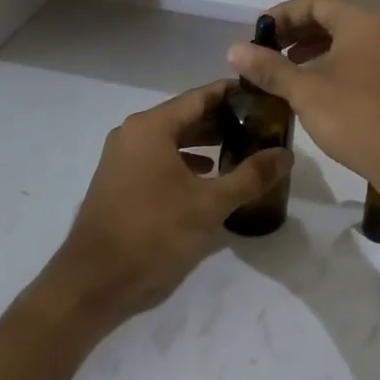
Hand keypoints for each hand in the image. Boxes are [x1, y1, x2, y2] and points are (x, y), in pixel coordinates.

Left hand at [39, 81, 292, 330]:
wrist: (92, 284)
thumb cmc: (153, 234)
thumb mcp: (209, 205)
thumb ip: (250, 176)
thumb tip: (286, 154)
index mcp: (152, 127)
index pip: (201, 96)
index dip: (234, 95)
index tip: (264, 96)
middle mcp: (133, 133)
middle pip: (186, 116)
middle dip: (223, 121)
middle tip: (260, 126)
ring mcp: (122, 158)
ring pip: (172, 139)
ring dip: (205, 142)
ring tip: (242, 149)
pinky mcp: (119, 182)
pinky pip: (158, 158)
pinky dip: (185, 161)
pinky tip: (208, 177)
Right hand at [226, 0, 379, 205]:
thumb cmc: (356, 117)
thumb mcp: (306, 91)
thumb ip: (270, 68)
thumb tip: (234, 49)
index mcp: (358, 23)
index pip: (314, 3)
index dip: (282, 14)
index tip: (256, 34)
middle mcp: (375, 33)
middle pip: (328, 19)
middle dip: (293, 33)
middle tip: (263, 53)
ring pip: (340, 43)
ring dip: (307, 51)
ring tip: (279, 70)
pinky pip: (351, 62)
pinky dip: (325, 67)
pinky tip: (307, 90)